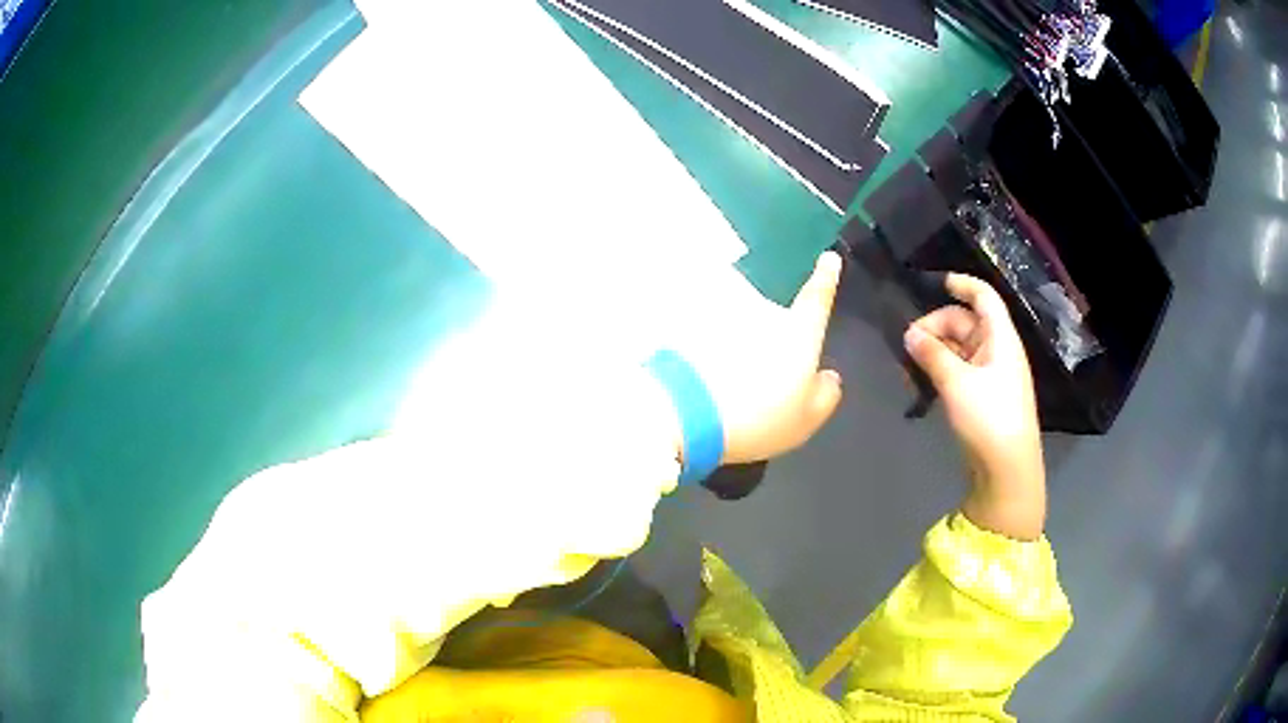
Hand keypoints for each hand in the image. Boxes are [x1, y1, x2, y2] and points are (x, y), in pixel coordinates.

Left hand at [657, 252, 844, 464]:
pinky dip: (694, 346)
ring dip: (724, 341)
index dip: (825, 278)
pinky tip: (690, 376)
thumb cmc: (755, 419)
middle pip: (765, 316)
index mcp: (797, 333)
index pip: (816, 299)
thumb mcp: (804, 421)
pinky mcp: (686, 320)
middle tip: (747, 380)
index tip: (828, 258)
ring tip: (714, 379)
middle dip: (759, 339)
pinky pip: (696, 331)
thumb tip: (829, 377)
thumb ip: (824, 395)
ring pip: (728, 320)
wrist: (684, 411)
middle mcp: (760, 312)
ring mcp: (721, 311)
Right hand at [903, 273, 1045, 539]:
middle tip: (907, 343)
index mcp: (1000, 339)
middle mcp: (997, 351)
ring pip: (959, 349)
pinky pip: (958, 372)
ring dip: (934, 352)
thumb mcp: (957, 383)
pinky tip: (920, 385)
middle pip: (965, 323)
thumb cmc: (990, 419)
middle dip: (936, 327)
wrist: (1008, 470)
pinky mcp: (982, 398)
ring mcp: (990, 376)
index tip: (934, 283)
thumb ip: (932, 355)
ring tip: (908, 367)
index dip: (962, 284)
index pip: (984, 297)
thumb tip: (909, 333)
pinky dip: (939, 372)